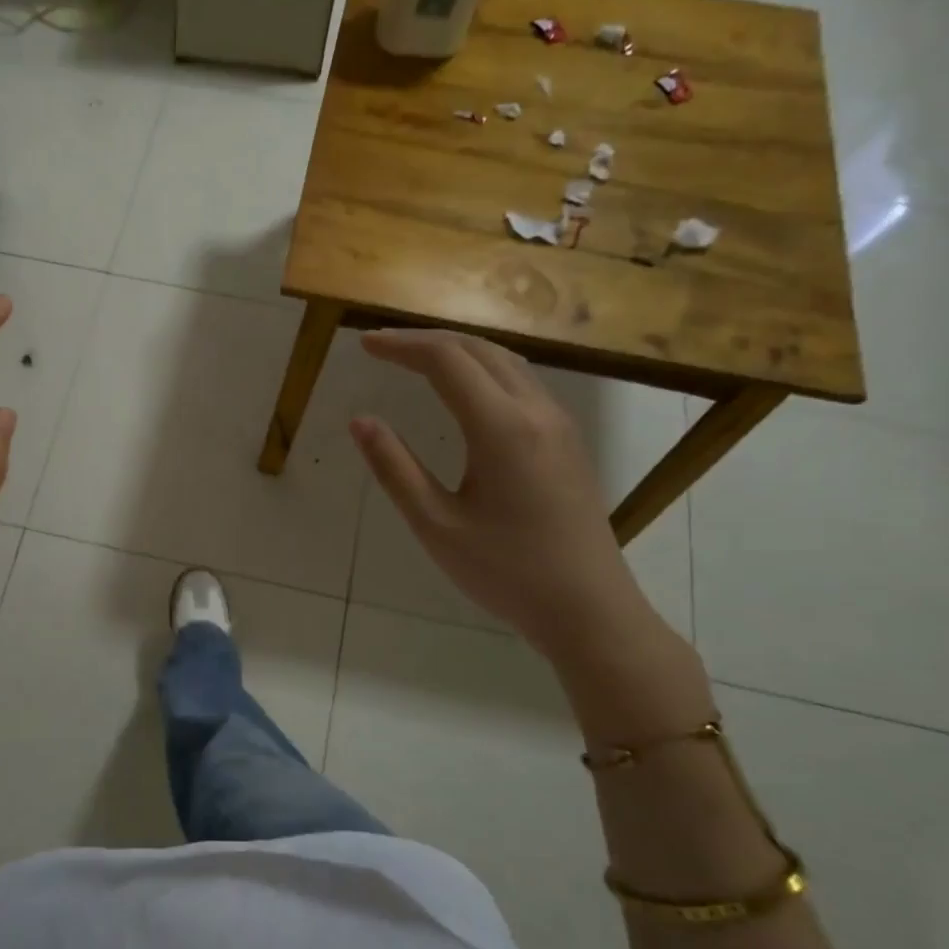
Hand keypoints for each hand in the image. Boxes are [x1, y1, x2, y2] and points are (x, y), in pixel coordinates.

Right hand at [350, 329, 646, 659]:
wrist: (588, 608)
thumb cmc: (505, 571)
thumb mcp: (435, 524)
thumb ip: (394, 468)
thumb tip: (360, 421)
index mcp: (501, 428)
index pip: (446, 360)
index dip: (402, 346)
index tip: (365, 345)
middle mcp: (536, 411)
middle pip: (479, 349)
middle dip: (427, 340)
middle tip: (384, 348)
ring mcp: (559, 423)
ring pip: (506, 361)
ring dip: (458, 351)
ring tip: (417, 359)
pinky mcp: (567, 440)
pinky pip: (522, 383)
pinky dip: (483, 370)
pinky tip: (464, 391)